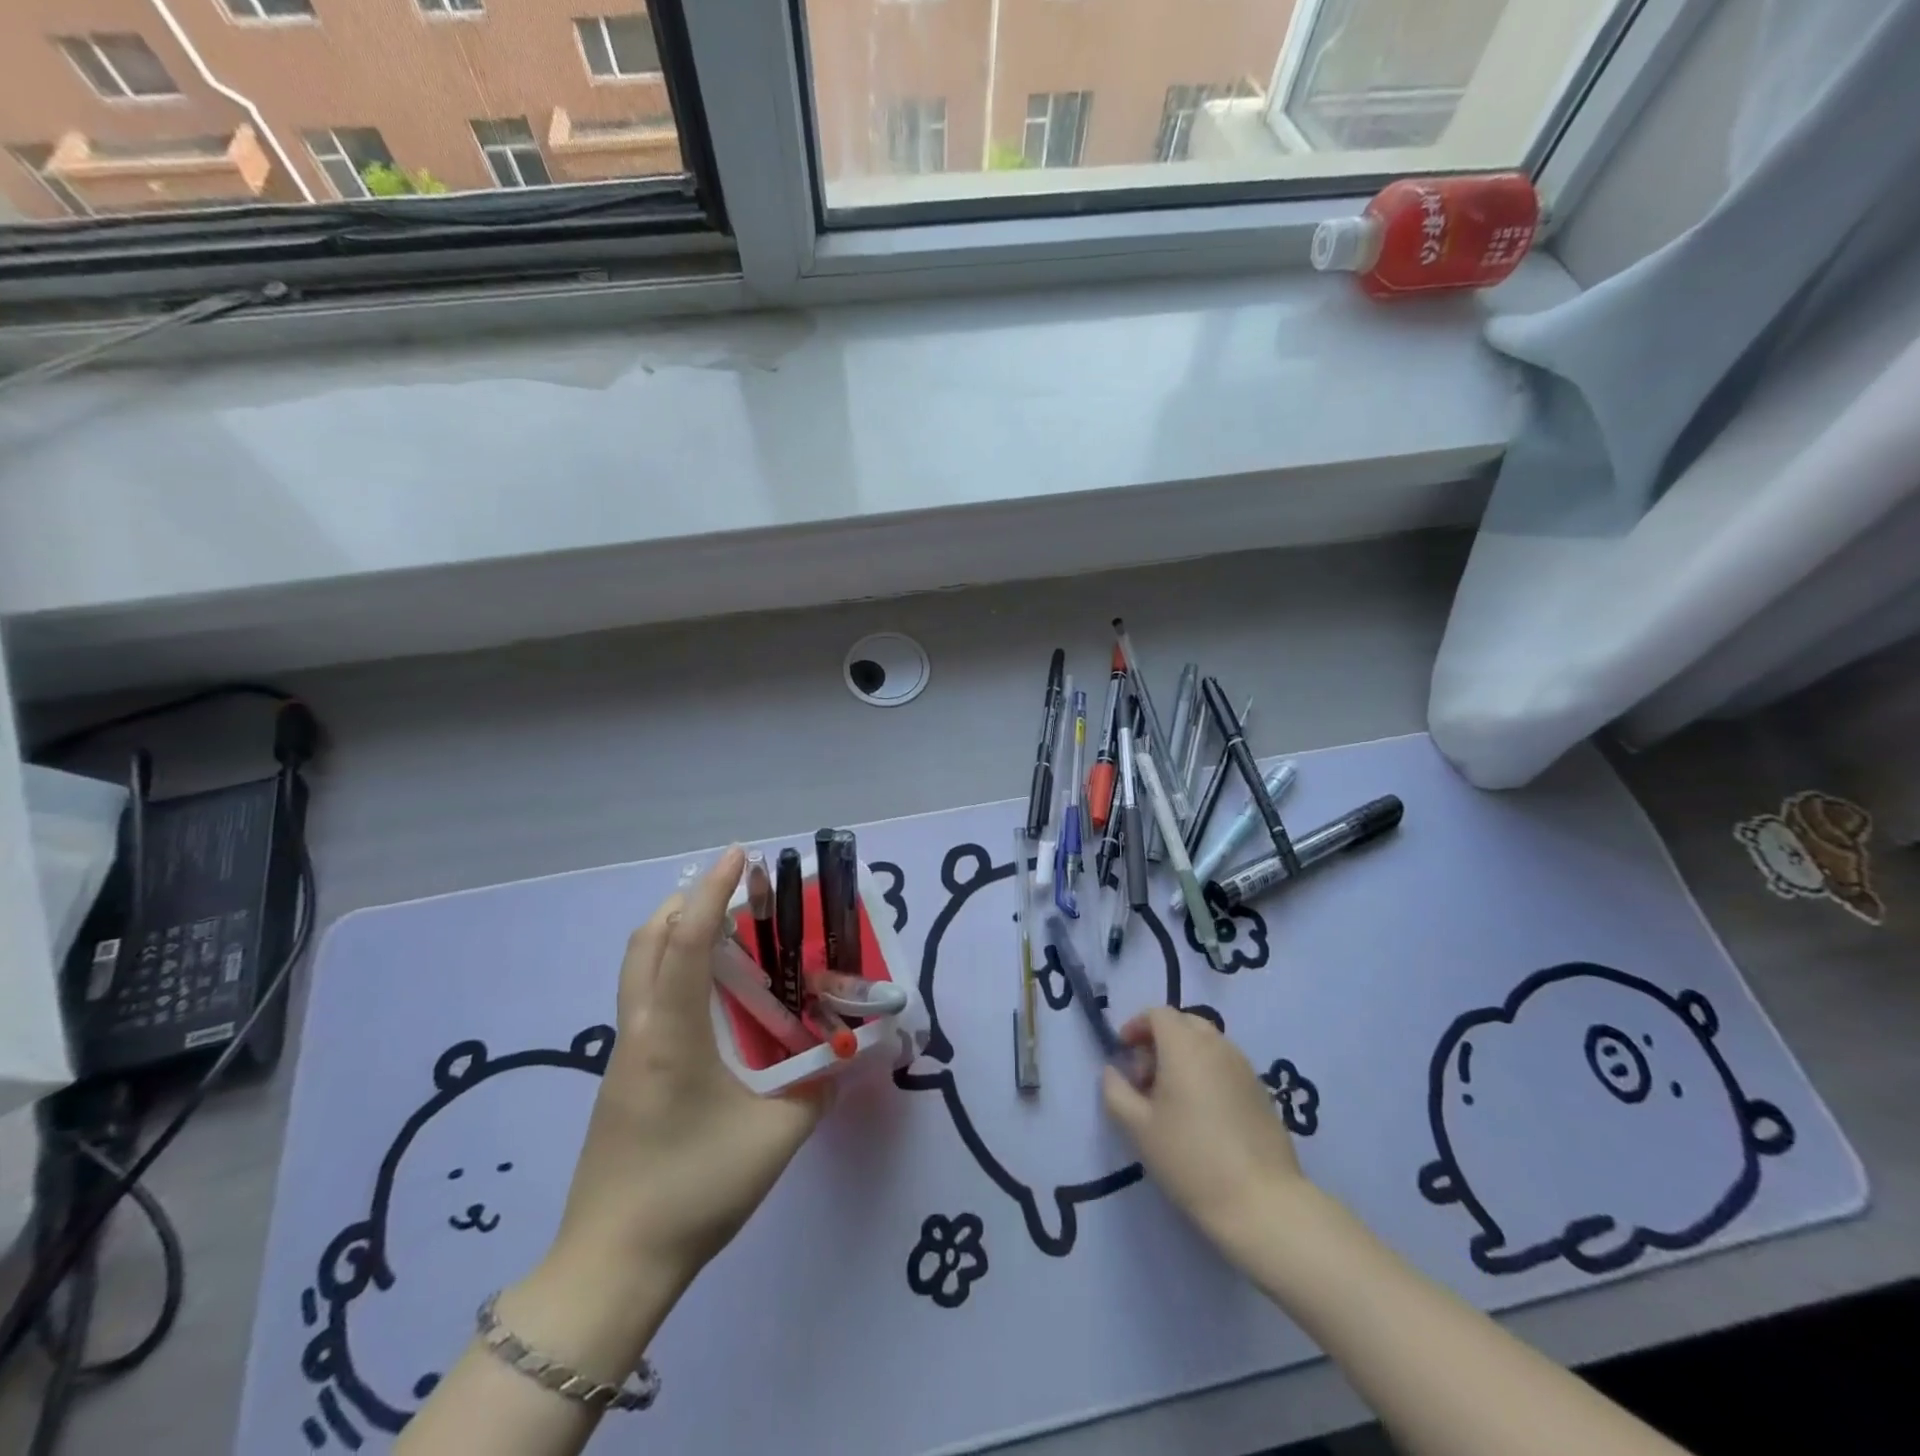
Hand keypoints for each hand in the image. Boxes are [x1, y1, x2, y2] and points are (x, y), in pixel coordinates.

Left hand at [548, 846, 829, 1288]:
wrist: (612, 1267)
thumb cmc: (693, 1190)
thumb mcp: (775, 1138)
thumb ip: (817, 1088)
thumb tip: (843, 1056)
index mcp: (671, 1034)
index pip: (684, 942)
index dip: (711, 892)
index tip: (738, 855)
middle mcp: (640, 1031)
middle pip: (647, 941)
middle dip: (687, 903)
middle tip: (736, 896)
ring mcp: (625, 1054)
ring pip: (640, 968)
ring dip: (677, 936)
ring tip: (728, 938)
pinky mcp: (623, 1077)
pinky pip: (646, 999)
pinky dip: (674, 971)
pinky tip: (712, 1000)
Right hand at [1102, 1007, 1309, 1256]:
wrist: (1262, 1203)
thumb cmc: (1191, 1159)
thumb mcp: (1138, 1128)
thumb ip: (1116, 1091)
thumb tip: (1113, 1071)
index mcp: (1185, 1045)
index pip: (1158, 1013)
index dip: (1136, 1026)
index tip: (1124, 1052)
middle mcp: (1217, 1045)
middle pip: (1184, 1023)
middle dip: (1159, 1040)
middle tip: (1145, 1078)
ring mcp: (1244, 1067)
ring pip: (1207, 1044)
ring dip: (1184, 1056)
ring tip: (1172, 1099)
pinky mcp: (1261, 1092)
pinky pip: (1225, 1065)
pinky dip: (1207, 1073)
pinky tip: (1201, 1114)